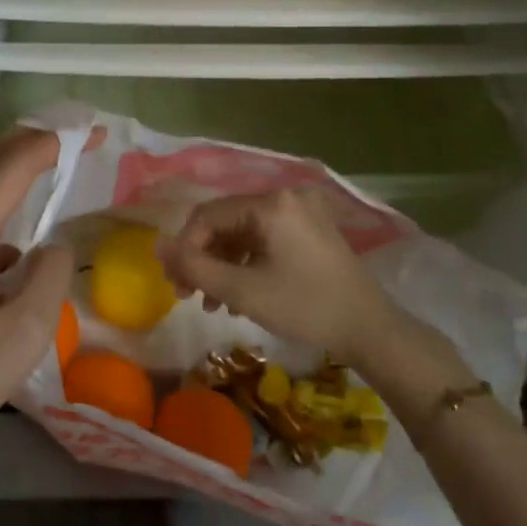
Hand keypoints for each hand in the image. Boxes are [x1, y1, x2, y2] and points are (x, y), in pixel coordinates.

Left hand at [0, 128, 94, 525]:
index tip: (92, 135)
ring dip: (9, 174)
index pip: (12, 167)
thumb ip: (52, 272)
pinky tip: (10, 245)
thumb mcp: (29, 328)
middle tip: (74, 139)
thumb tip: (53, 246)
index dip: (53, 144)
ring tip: (47, 170)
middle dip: (31, 145)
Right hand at [157, 187, 406, 362]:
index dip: (185, 249)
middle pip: (226, 221)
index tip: (176, 285)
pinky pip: (264, 238)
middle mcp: (286, 196)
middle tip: (188, 295)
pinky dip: (246, 262)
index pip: (208, 216)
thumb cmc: (305, 307)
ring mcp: (301, 211)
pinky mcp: (310, 229)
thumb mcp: (243, 290)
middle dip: (203, 258)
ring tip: (213, 303)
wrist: (370, 329)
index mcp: (271, 203)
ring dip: (223, 264)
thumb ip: (195, 267)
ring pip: (243, 231)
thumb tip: (156, 246)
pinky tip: (239, 295)